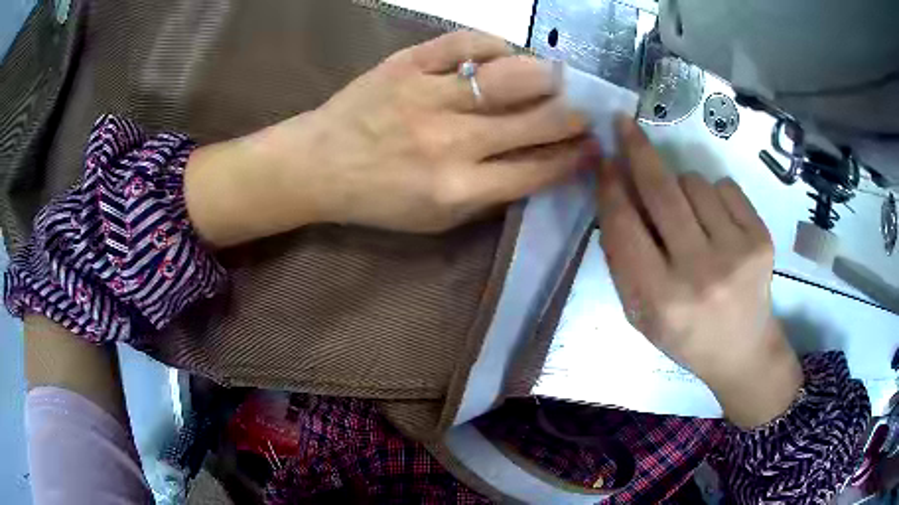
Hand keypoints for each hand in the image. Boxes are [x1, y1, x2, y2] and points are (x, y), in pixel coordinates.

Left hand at [185, 31, 591, 246]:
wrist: (318, 165)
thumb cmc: (378, 200)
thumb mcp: (435, 221)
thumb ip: (490, 198)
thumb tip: (540, 167)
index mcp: (459, 189)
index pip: (539, 169)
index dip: (576, 157)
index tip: (594, 147)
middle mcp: (451, 142)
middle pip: (537, 121)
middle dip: (574, 116)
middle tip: (586, 110)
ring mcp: (429, 96)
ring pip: (510, 76)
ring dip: (546, 76)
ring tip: (556, 78)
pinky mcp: (407, 64)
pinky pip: (466, 43)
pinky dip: (495, 46)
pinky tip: (504, 56)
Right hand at [594, 117, 802, 427]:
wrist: (742, 350)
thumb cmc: (685, 335)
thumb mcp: (640, 314)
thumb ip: (622, 261)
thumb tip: (613, 199)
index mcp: (661, 300)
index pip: (625, 227)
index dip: (611, 187)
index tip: (603, 160)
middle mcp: (700, 273)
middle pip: (661, 191)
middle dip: (637, 150)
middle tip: (623, 124)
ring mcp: (737, 252)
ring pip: (694, 182)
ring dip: (682, 188)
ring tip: (690, 218)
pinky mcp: (761, 238)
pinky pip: (725, 187)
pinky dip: (713, 195)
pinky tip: (716, 222)